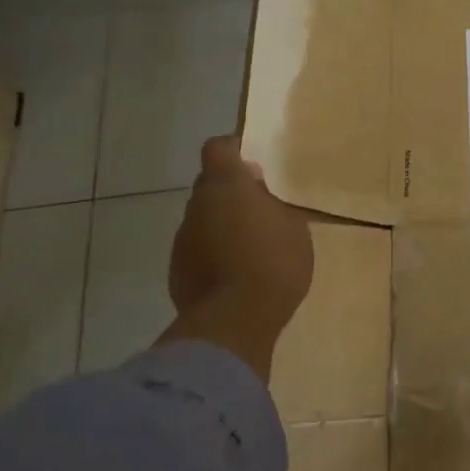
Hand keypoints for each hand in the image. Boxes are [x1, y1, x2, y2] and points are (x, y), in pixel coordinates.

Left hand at [159, 136, 313, 378]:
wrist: (234, 323)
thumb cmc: (273, 263)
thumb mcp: (292, 225)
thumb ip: (272, 201)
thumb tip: (255, 188)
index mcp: (226, 185)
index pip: (218, 147)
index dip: (233, 150)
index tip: (252, 163)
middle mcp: (197, 205)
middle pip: (209, 185)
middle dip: (230, 192)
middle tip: (259, 209)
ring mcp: (183, 239)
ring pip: (202, 219)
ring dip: (220, 225)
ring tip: (249, 248)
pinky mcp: (176, 271)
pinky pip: (197, 250)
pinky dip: (212, 254)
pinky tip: (234, 274)